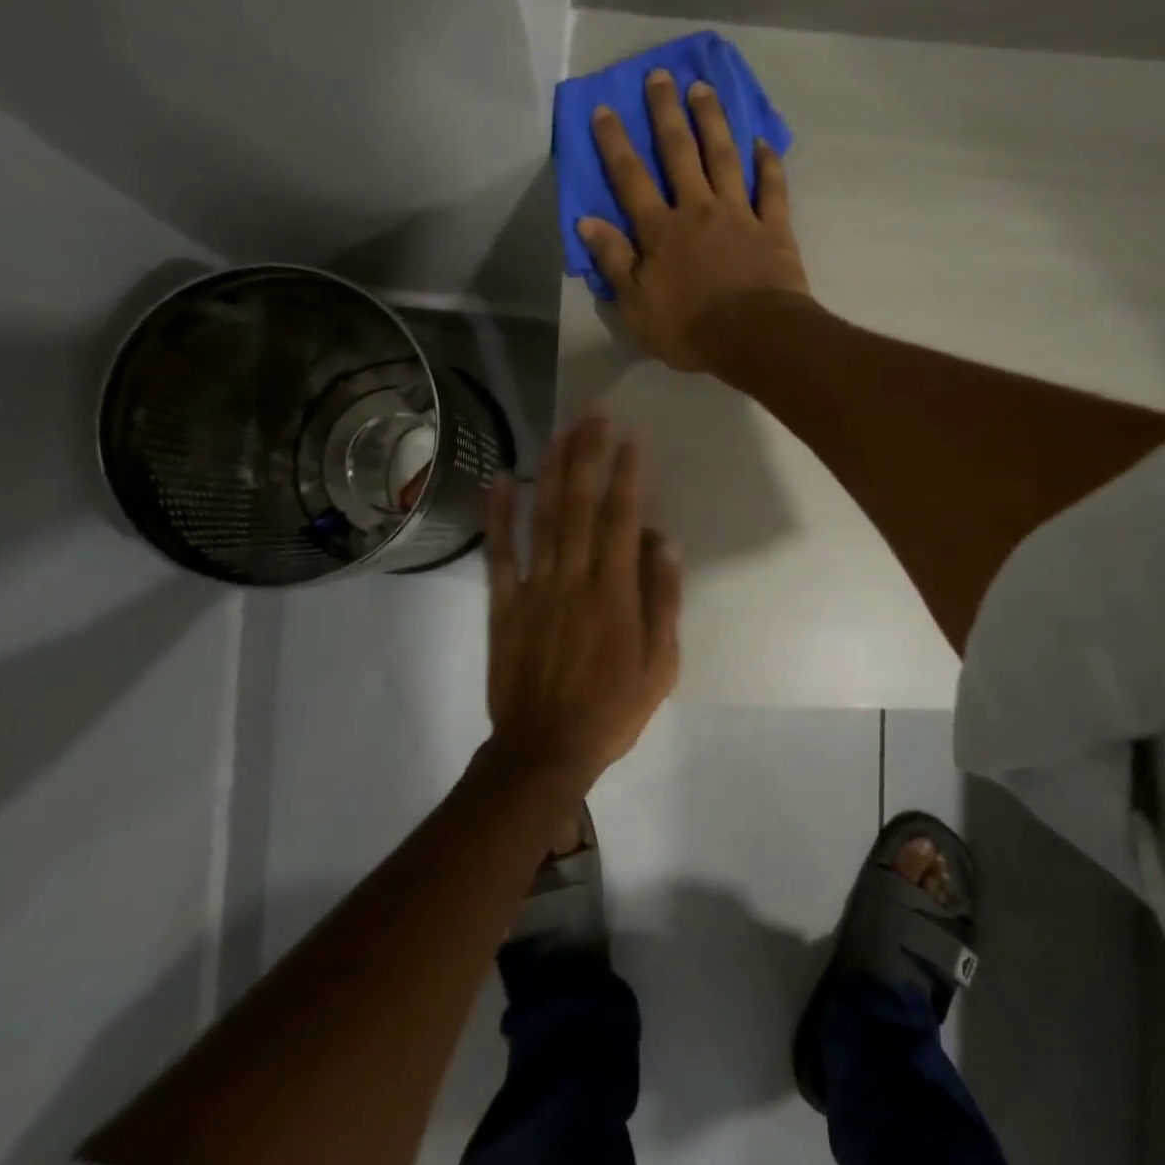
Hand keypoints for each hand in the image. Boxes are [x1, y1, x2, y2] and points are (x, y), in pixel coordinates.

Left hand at [484, 415, 681, 790]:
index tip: (629, 439)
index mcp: (615, 593)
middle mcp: (574, 578)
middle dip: (587, 456)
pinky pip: (499, 554)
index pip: (622, 520)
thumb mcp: (660, 665)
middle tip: (591, 416)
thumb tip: (664, 543)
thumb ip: (662, 601)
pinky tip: (502, 479)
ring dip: (552, 472)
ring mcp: (535, 589)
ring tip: (559, 432)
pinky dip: (499, 515)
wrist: (546, 749)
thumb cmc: (612, 710)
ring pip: (543, 518)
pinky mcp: (504, 605)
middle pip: (580, 506)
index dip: (625, 476)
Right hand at [577, 68, 811, 374]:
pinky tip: (763, 141)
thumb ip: (614, 261)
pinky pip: (772, 187)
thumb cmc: (689, 329)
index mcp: (661, 231)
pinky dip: (768, 163)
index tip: (604, 107)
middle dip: (666, 112)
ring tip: (703, 88)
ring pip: (724, 157)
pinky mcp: (774, 227)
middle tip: (660, 75)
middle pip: (679, 153)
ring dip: (712, 120)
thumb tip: (587, 222)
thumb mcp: (636, 306)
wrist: (755, 338)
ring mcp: (739, 214)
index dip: (615, 143)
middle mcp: (698, 210)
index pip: (631, 179)